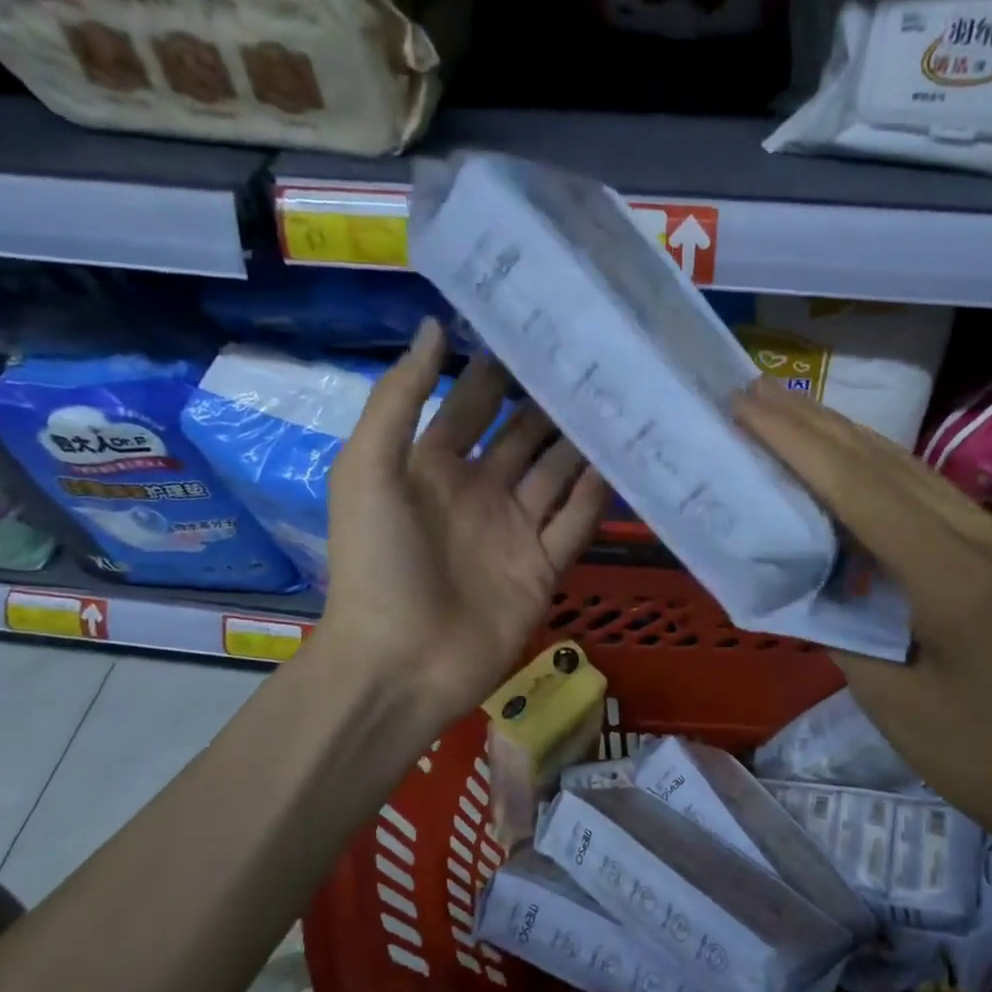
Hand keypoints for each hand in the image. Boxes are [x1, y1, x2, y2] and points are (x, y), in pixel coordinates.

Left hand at [317, 318, 610, 734]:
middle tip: (596, 359)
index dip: (499, 369)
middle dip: (552, 402)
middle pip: (523, 436)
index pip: (472, 405)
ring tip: (620, 399)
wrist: (399, 665)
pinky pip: (575, 523)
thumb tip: (434, 325)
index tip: (538, 328)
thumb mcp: (369, 471)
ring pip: (556, 474)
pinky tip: (623, 461)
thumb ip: (400, 399)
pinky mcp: (542, 567)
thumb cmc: (378, 564)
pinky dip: (597, 495)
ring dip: (582, 442)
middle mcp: (477, 491)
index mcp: (431, 465)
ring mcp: (513, 531)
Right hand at [733, 381, 991, 851]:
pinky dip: (872, 469)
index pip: (861, 489)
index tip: (746, 408)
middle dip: (814, 423)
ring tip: (786, 412)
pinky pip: (925, 494)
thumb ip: (838, 627)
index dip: (798, 445)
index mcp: (952, 577)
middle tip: (753, 393)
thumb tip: (800, 579)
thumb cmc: (981, 757)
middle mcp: (980, 538)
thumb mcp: (890, 702)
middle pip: (886, 462)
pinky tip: (842, 464)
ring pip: (908, 468)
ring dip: (842, 437)